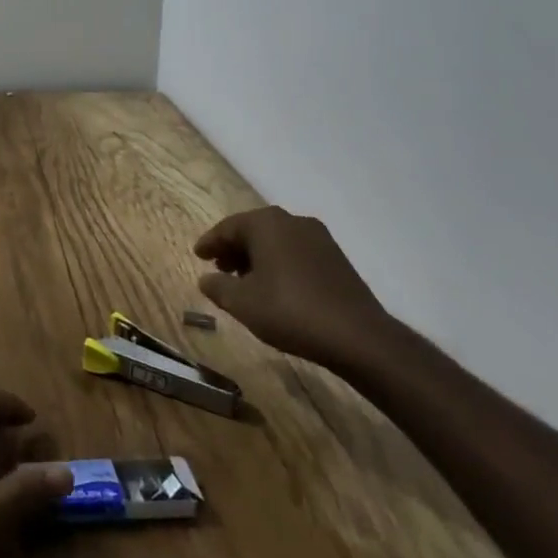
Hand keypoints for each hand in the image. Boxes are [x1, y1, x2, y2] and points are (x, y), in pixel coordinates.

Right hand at [194, 208, 394, 372]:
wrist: (358, 336)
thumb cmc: (290, 311)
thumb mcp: (243, 303)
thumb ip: (218, 287)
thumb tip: (205, 279)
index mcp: (266, 223)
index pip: (228, 227)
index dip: (210, 242)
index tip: (198, 255)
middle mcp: (292, 221)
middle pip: (253, 230)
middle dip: (234, 249)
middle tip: (219, 269)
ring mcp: (318, 238)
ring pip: (276, 241)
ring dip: (257, 257)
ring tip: (246, 282)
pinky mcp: (336, 258)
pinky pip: (296, 252)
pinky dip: (279, 263)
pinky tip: (277, 288)